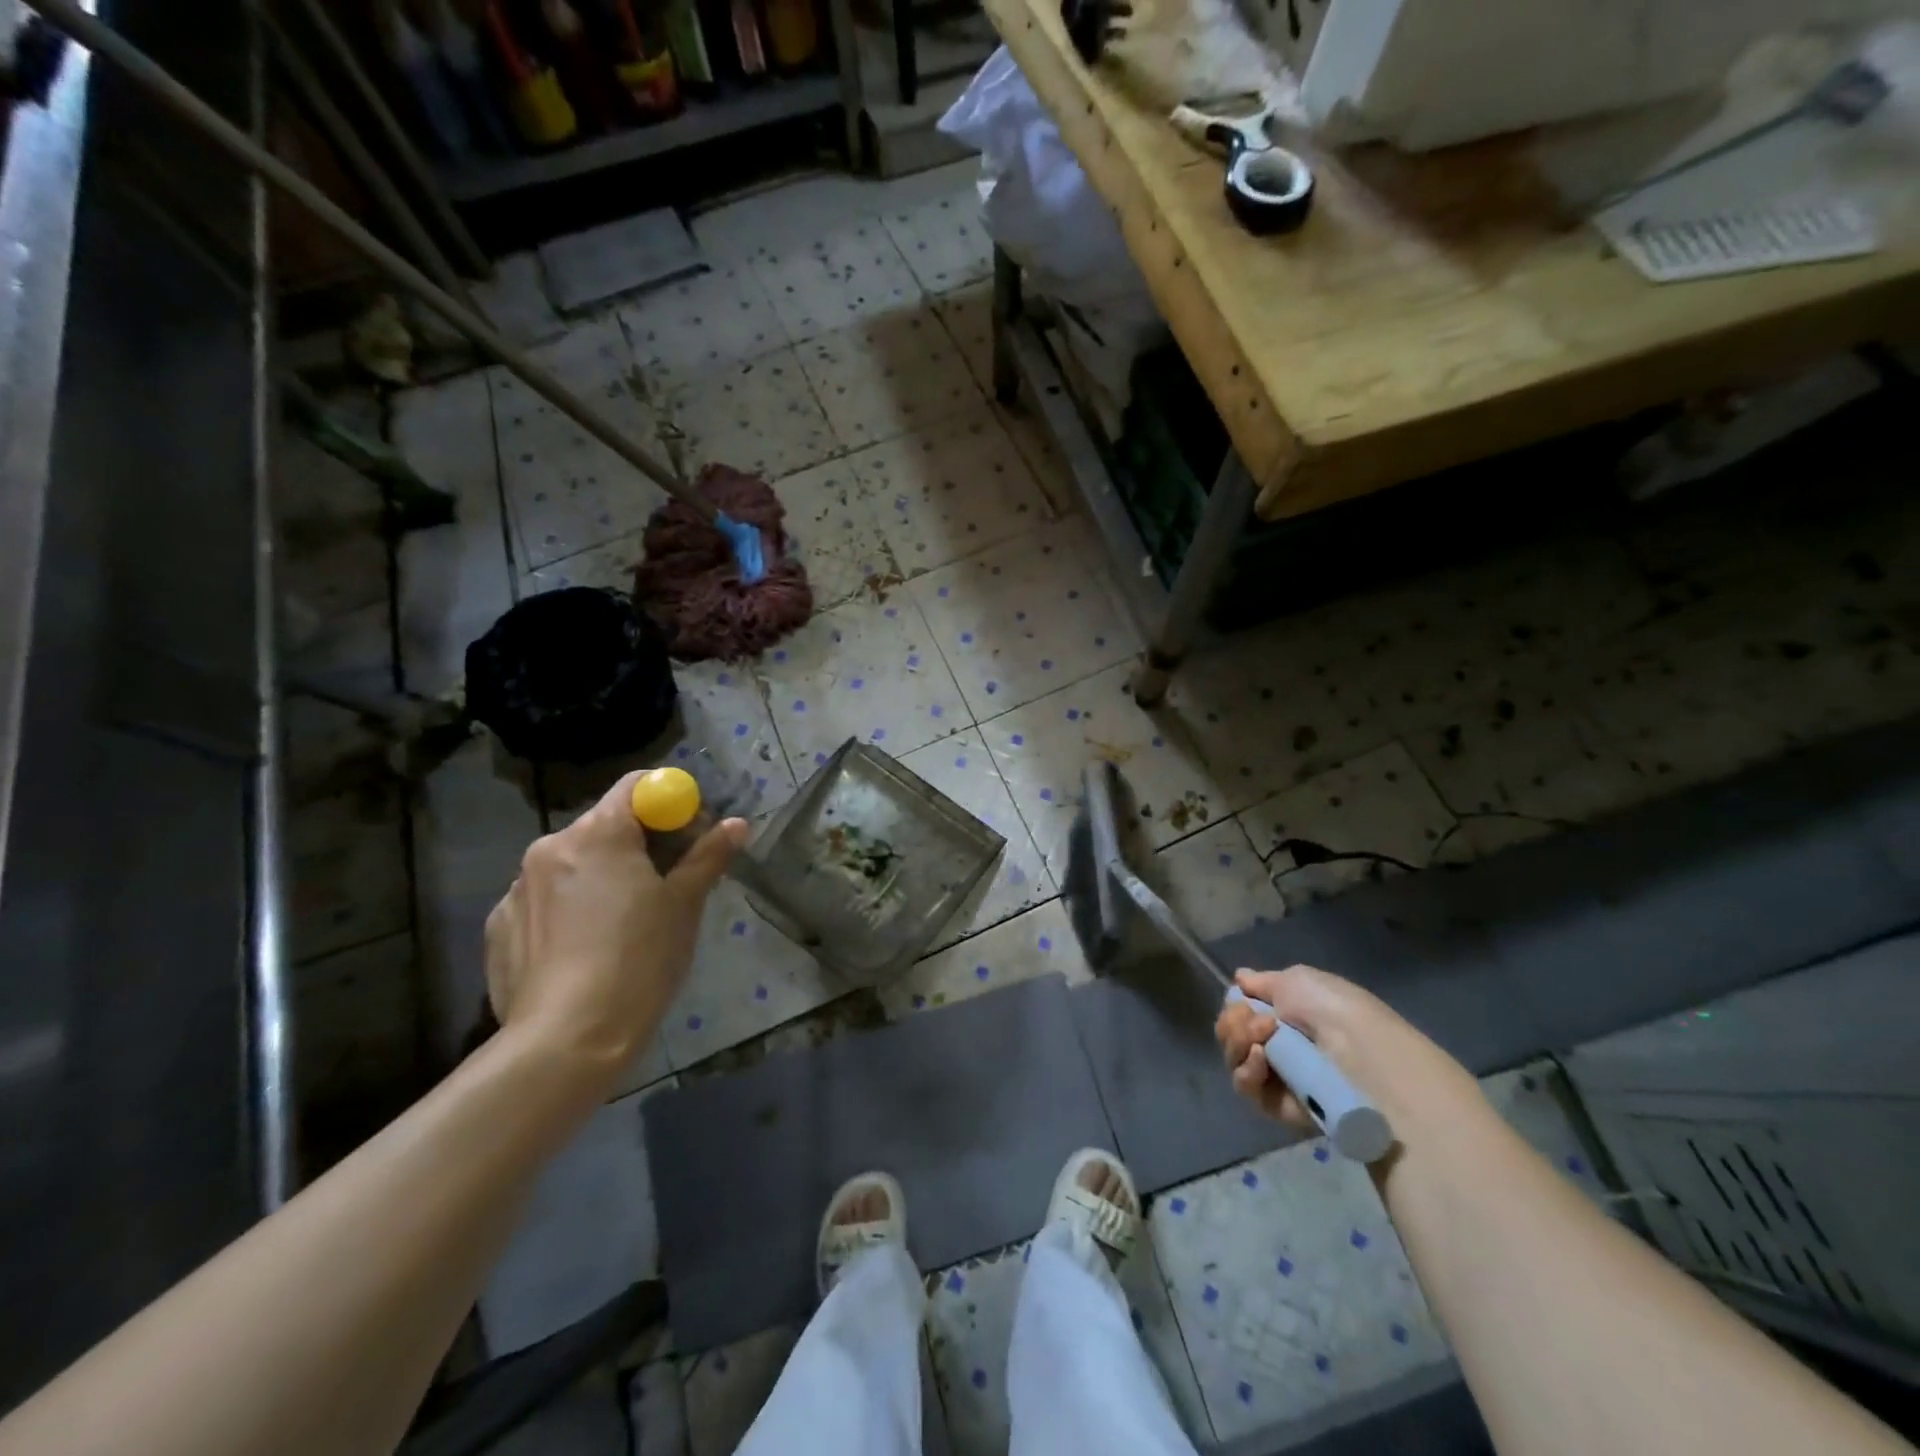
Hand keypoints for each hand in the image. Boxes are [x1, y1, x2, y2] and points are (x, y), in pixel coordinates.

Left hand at [484, 771, 748, 1077]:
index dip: (670, 802)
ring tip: (622, 926)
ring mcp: (517, 888)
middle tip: (666, 885)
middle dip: (639, 844)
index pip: (638, 786)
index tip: (688, 836)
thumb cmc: (639, 960)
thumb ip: (708, 856)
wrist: (566, 1041)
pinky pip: (544, 900)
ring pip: (574, 864)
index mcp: (598, 834)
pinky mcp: (499, 927)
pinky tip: (583, 950)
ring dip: (602, 877)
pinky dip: (568, 909)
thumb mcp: (684, 906)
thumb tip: (737, 825)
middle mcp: (550, 847)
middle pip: (605, 825)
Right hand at [1214, 965, 1480, 1138]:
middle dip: (1235, 1023)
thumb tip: (1240, 978)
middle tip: (1259, 1022)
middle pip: (1231, 1033)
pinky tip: (1262, 1060)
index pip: (1241, 1010)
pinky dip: (1247, 1071)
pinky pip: (1245, 1087)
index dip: (1236, 1005)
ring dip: (1239, 1043)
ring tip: (1265, 1040)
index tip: (1245, 1000)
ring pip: (1234, 1059)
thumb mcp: (1298, 980)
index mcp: (1288, 1014)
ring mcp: (1278, 1077)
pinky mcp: (1278, 1107)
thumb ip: (1263, 982)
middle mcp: (1279, 1044)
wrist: (1366, 1062)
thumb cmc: (1336, 1012)